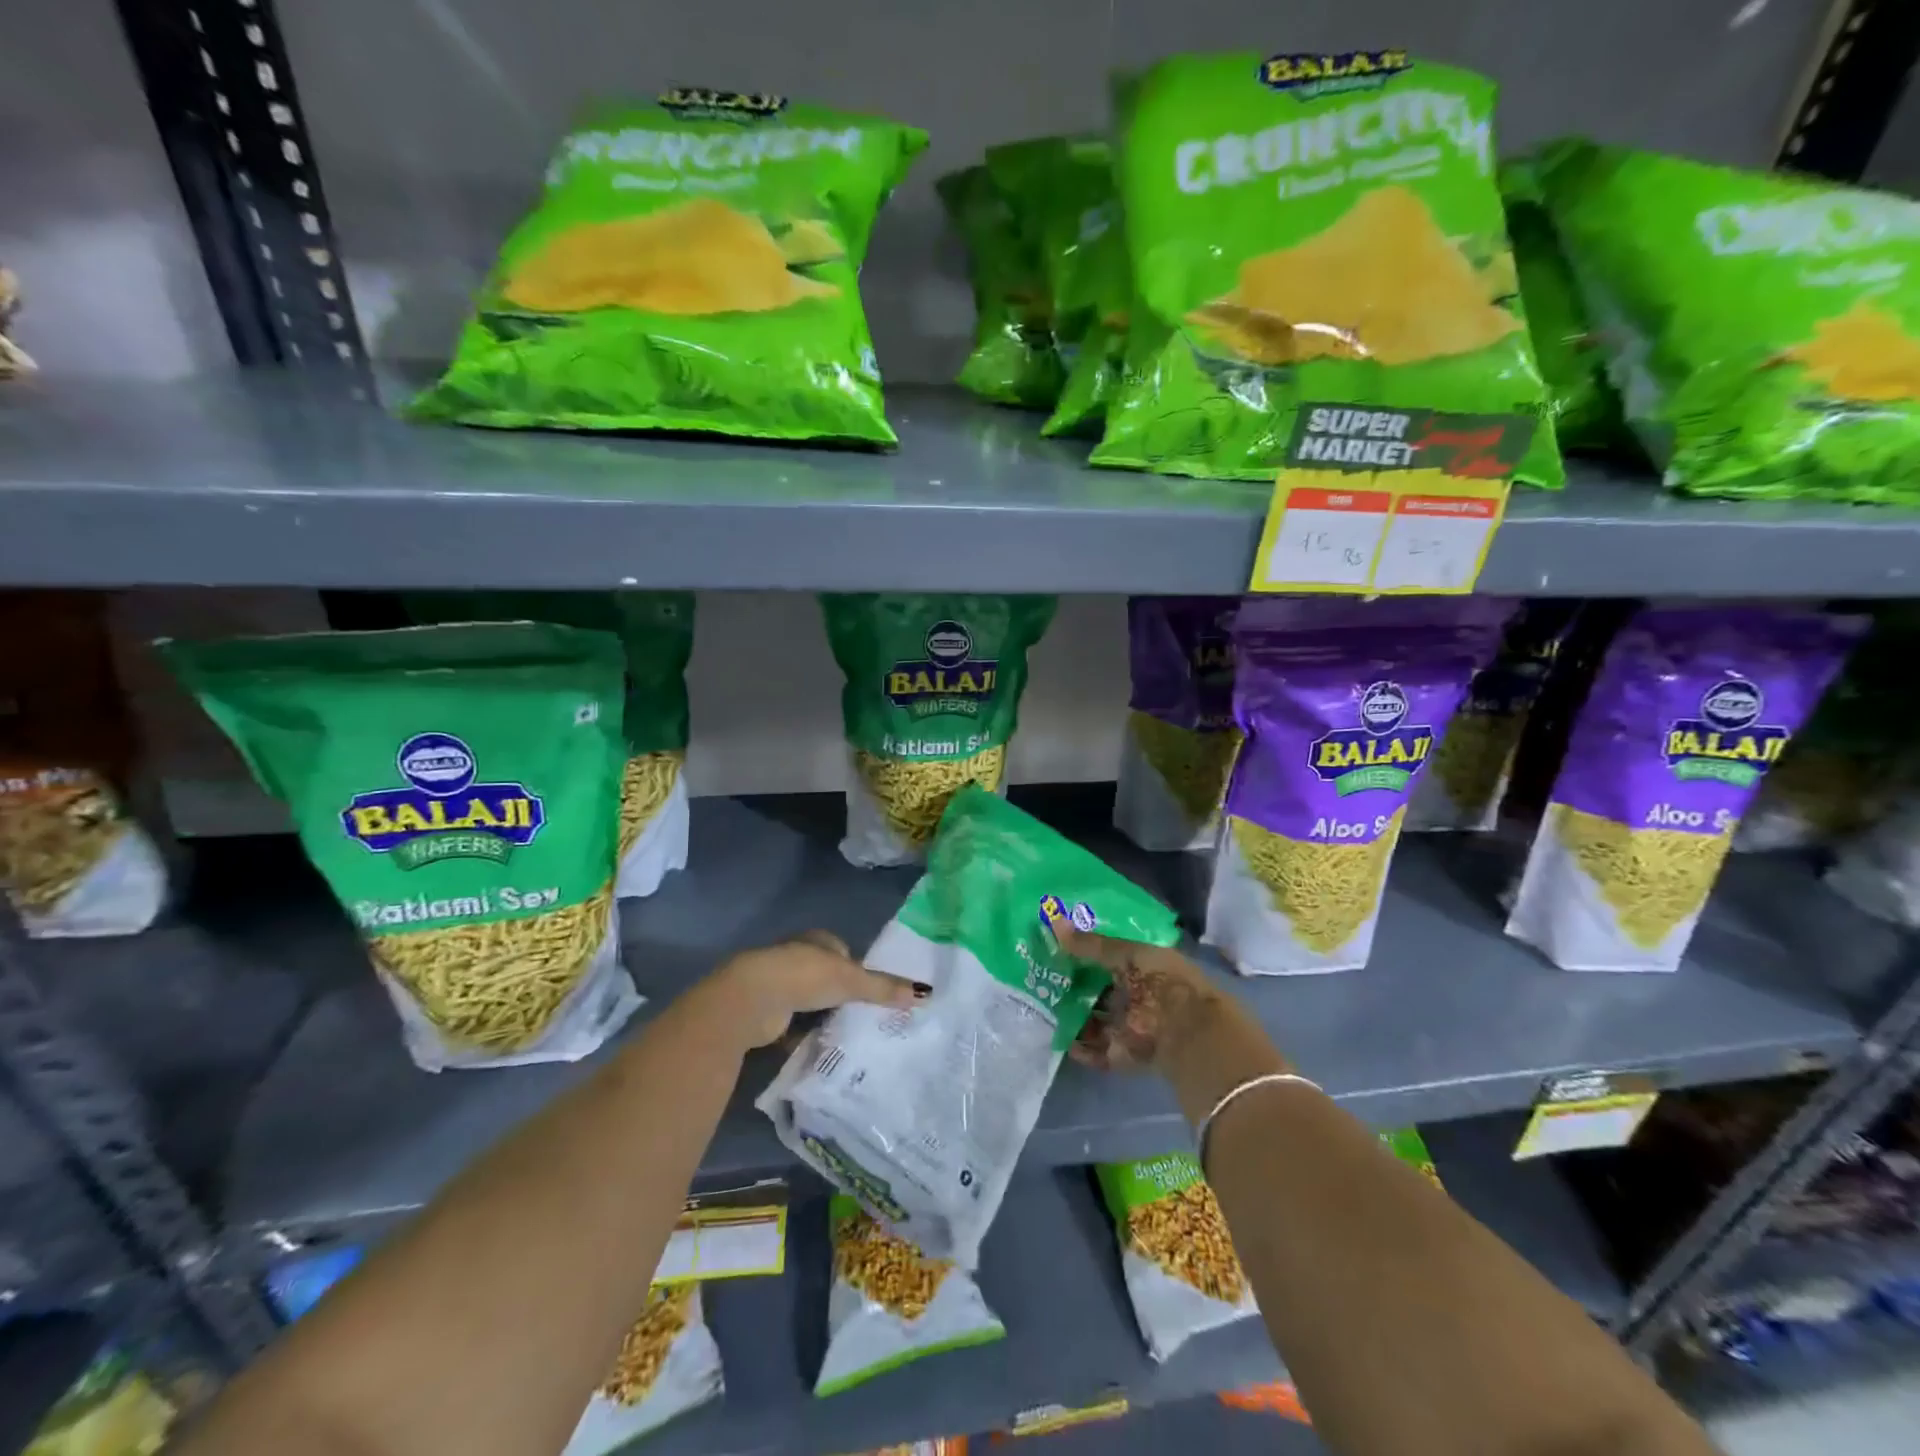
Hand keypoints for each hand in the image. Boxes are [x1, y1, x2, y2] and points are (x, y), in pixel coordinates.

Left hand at [709, 930, 927, 1048]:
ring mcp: (779, 984)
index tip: (872, 993)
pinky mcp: (767, 1012)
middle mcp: (796, 957)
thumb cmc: (804, 977)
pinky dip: (804, 1034)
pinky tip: (819, 1047)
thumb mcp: (851, 980)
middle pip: (827, 977)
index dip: (858, 970)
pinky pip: (794, 1024)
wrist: (751, 1000)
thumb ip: (884, 988)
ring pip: (809, 1001)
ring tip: (847, 1035)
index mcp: (816, 940)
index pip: (843, 951)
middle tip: (865, 1017)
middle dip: (841, 995)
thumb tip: (925, 993)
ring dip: (822, 1016)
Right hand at [1053, 925, 1222, 1073]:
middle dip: (1073, 983)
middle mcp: (1136, 996)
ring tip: (1041, 1002)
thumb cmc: (1162, 981)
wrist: (1185, 1032)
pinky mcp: (1122, 1054)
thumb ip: (1091, 945)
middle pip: (1099, 988)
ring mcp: (1128, 1026)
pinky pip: (1095, 1050)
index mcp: (1144, 967)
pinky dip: (1078, 1047)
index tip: (1056, 943)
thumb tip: (1054, 923)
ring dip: (1072, 1014)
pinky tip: (1057, 1035)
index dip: (1085, 950)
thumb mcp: (1127, 954)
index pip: (1110, 956)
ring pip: (1094, 1019)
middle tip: (1041, 972)